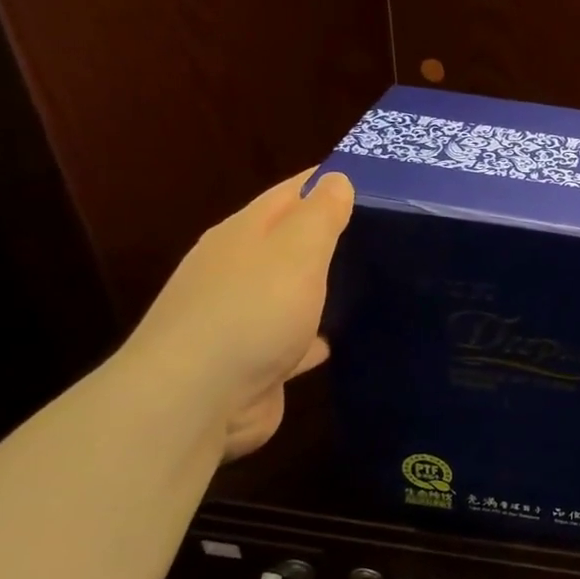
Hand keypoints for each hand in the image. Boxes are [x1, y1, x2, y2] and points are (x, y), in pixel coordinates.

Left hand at [121, 169, 354, 460]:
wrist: (195, 400)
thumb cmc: (251, 314)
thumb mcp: (296, 253)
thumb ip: (320, 215)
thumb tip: (336, 178)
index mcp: (244, 235)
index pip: (290, 193)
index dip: (327, 182)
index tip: (373, 179)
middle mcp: (237, 271)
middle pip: (288, 243)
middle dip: (328, 236)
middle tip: (385, 232)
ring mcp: (241, 319)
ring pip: (290, 293)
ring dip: (320, 288)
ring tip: (369, 284)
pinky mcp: (252, 363)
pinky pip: (291, 341)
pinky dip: (311, 337)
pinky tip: (337, 341)